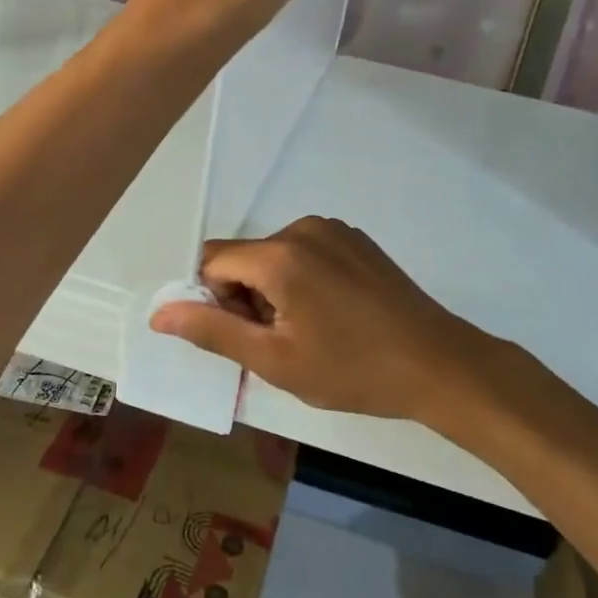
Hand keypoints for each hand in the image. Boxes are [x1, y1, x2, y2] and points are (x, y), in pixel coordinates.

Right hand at [149, 217, 504, 423]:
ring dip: (274, 291)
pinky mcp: (357, 239)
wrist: (437, 364)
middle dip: (246, 298)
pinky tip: (334, 315)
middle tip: (280, 344)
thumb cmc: (351, 370)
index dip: (215, 301)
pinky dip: (302, 280)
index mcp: (279, 254)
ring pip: (275, 256)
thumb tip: (160, 311)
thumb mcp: (274, 361)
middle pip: (245, 257)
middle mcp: (303, 228)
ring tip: (310, 333)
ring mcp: (335, 230)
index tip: (245, 337)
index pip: (213, 261)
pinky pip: (307, 252)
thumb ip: (212, 331)